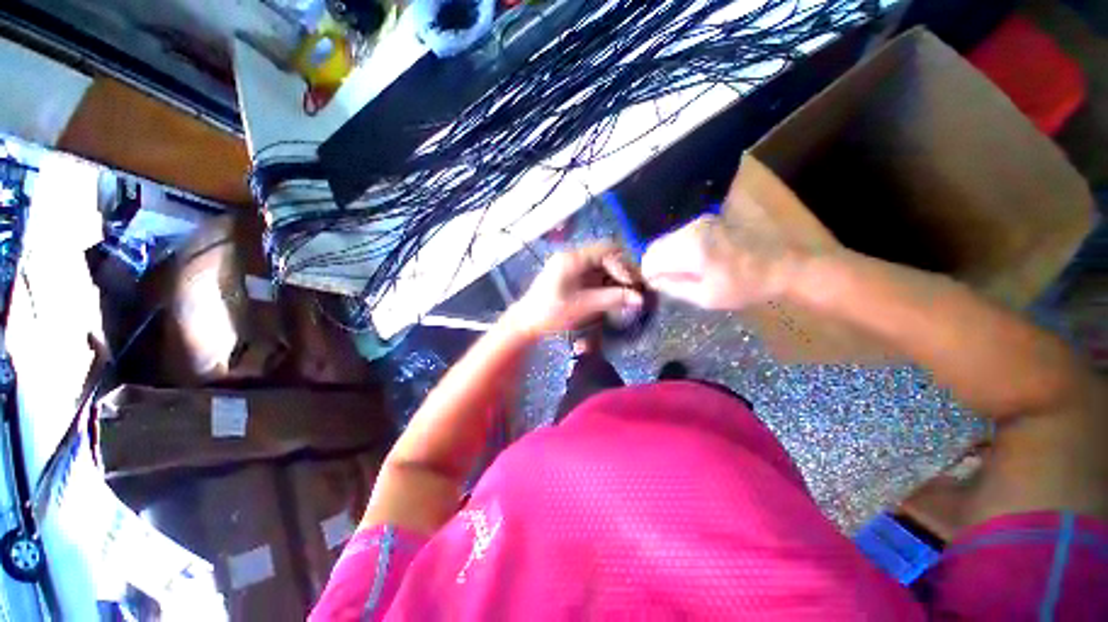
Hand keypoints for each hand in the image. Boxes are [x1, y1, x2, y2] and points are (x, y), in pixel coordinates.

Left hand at [509, 243, 643, 336]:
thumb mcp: (582, 306)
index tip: (633, 284)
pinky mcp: (574, 276)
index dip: (623, 265)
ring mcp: (574, 266)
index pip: (607, 250)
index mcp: (572, 258)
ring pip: (604, 265)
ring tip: (628, 295)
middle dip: (623, 271)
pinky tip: (615, 296)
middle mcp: (574, 257)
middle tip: (635, 289)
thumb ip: (611, 299)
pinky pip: (597, 274)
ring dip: (617, 278)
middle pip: (607, 255)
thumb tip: (639, 298)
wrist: (526, 321)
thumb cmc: (550, 313)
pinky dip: (609, 283)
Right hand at [642, 203, 813, 310]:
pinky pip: (680, 235)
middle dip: (656, 264)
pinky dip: (678, 248)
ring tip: (683, 272)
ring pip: (667, 239)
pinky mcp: (708, 220)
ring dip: (667, 256)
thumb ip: (673, 287)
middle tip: (667, 281)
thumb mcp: (705, 297)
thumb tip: (652, 281)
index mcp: (690, 248)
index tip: (656, 285)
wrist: (782, 265)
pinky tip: (693, 260)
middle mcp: (691, 229)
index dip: (648, 274)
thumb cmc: (744, 286)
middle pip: (656, 246)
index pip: (650, 259)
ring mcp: (700, 221)